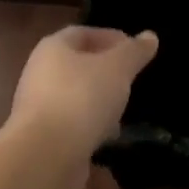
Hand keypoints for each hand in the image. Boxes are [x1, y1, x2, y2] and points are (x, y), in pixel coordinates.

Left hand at [9, 26, 158, 160]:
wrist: (46, 155)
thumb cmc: (82, 98)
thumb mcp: (117, 69)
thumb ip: (134, 52)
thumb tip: (149, 36)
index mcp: (53, 48)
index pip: (82, 33)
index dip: (110, 37)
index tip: (135, 50)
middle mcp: (40, 73)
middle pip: (77, 66)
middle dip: (106, 72)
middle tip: (132, 80)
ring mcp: (38, 107)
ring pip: (75, 97)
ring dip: (99, 102)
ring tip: (124, 112)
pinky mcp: (43, 137)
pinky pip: (72, 125)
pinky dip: (91, 128)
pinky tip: (109, 138)